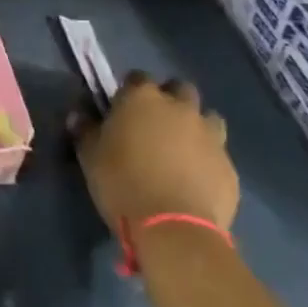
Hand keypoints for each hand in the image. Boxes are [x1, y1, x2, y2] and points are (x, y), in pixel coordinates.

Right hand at [68, 73, 239, 233]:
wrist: (173, 229)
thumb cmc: (122, 183)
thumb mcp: (89, 156)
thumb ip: (85, 131)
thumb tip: (78, 116)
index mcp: (142, 98)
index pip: (137, 77)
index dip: (129, 91)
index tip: (122, 108)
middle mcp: (180, 107)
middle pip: (180, 89)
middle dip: (170, 99)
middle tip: (155, 124)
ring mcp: (210, 136)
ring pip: (207, 118)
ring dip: (195, 126)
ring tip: (181, 150)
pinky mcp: (229, 166)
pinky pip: (218, 154)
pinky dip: (207, 160)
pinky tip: (195, 180)